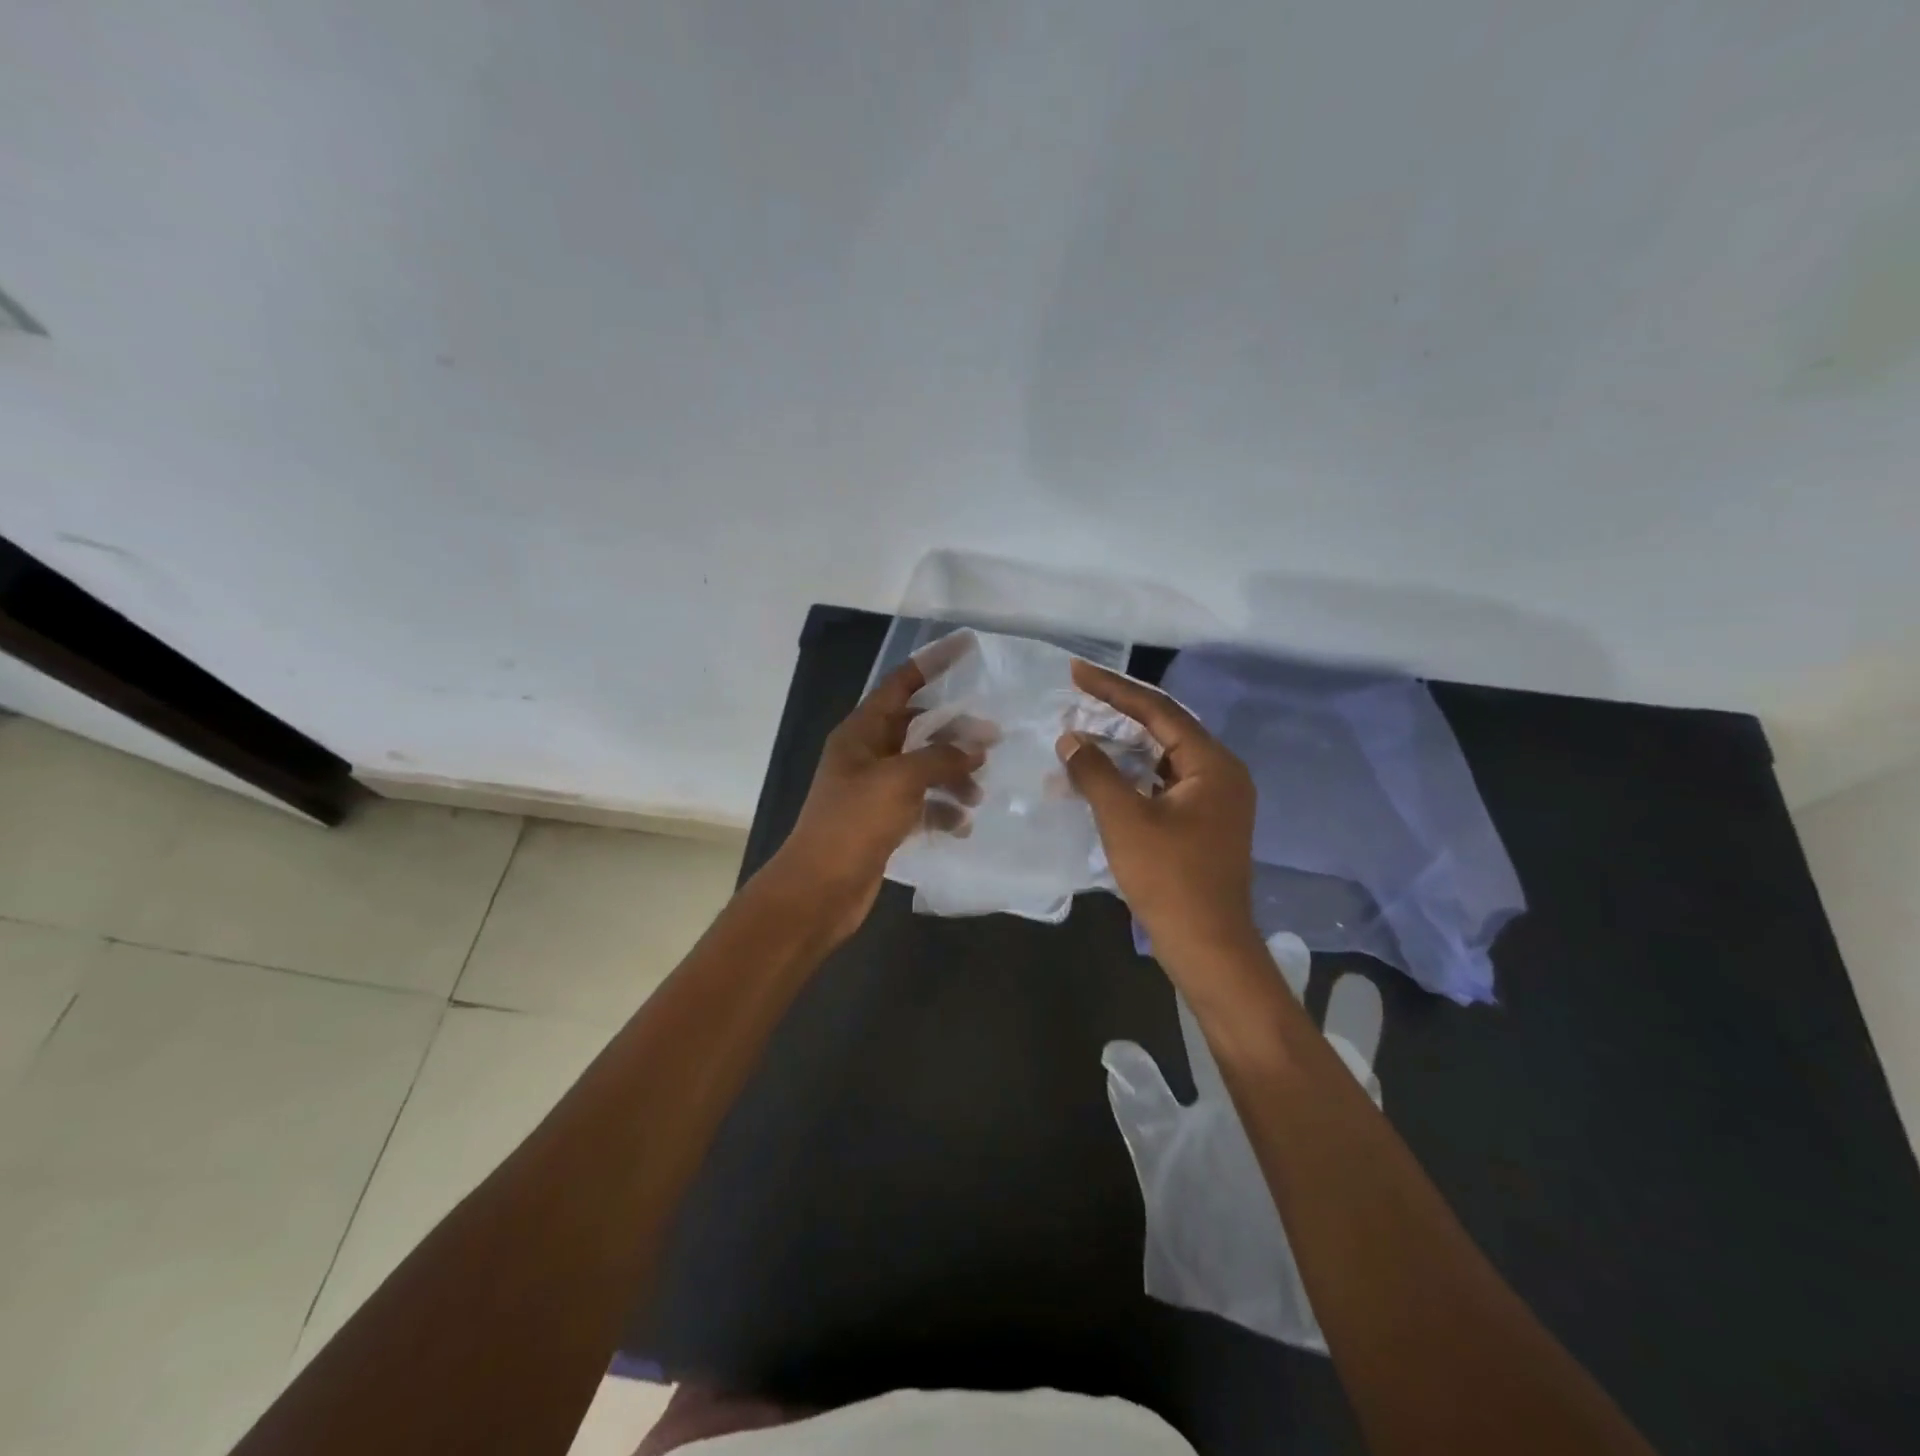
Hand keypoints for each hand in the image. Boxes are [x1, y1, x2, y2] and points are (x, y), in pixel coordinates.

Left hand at [766, 656, 985, 942]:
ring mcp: (874, 790)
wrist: (819, 889)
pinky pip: (920, 805)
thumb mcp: (900, 780)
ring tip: (978, 794)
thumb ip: (941, 758)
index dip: (932, 664)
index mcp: (861, 732)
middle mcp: (867, 755)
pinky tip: (962, 825)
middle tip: (993, 742)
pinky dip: (942, 811)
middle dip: (954, 734)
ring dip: (952, 777)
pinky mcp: (882, 822)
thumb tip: (976, 748)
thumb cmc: (854, 823)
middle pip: (918, 729)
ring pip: (923, 769)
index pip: (900, 684)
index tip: (966, 647)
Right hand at [1056, 659, 1258, 966]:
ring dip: (1120, 748)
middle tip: (1075, 697)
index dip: (1113, 689)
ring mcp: (1213, 801)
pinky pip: (1161, 784)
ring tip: (1079, 734)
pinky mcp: (1201, 823)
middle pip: (1163, 729)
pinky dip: (1130, 777)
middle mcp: (1220, 774)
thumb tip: (1070, 738)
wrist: (1207, 946)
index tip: (1076, 671)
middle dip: (1116, 714)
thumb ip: (1095, 772)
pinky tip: (1099, 777)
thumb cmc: (1170, 878)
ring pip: (1160, 759)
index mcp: (1212, 764)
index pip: (1158, 710)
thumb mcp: (1125, 819)